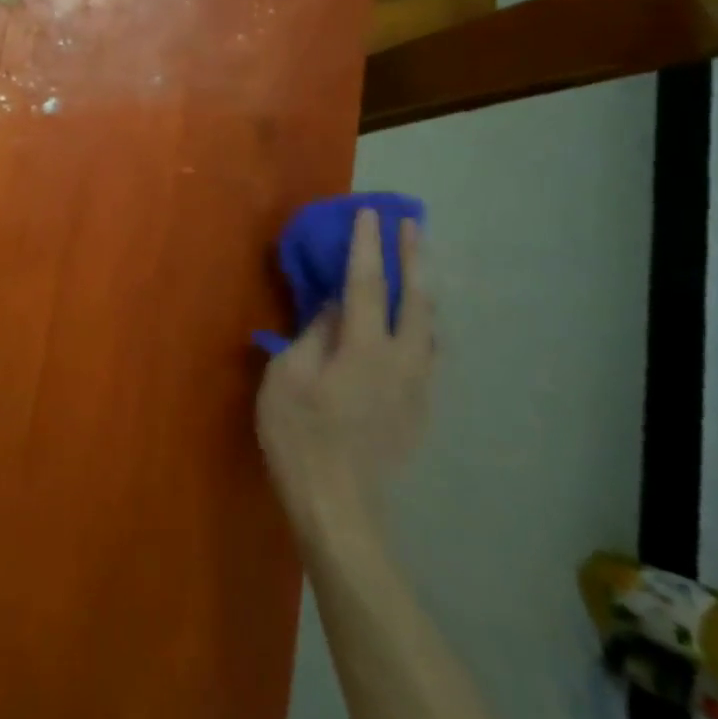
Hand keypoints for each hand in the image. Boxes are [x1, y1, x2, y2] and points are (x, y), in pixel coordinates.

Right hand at [257, 209, 433, 534]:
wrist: (339, 505)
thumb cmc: (299, 437)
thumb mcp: (287, 378)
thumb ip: (313, 336)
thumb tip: (334, 308)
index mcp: (364, 350)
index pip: (368, 285)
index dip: (368, 246)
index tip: (369, 213)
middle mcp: (402, 362)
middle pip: (417, 299)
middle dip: (414, 257)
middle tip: (411, 224)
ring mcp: (417, 387)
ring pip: (431, 326)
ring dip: (425, 288)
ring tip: (419, 264)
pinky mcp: (420, 409)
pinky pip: (428, 352)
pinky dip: (423, 323)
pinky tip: (415, 323)